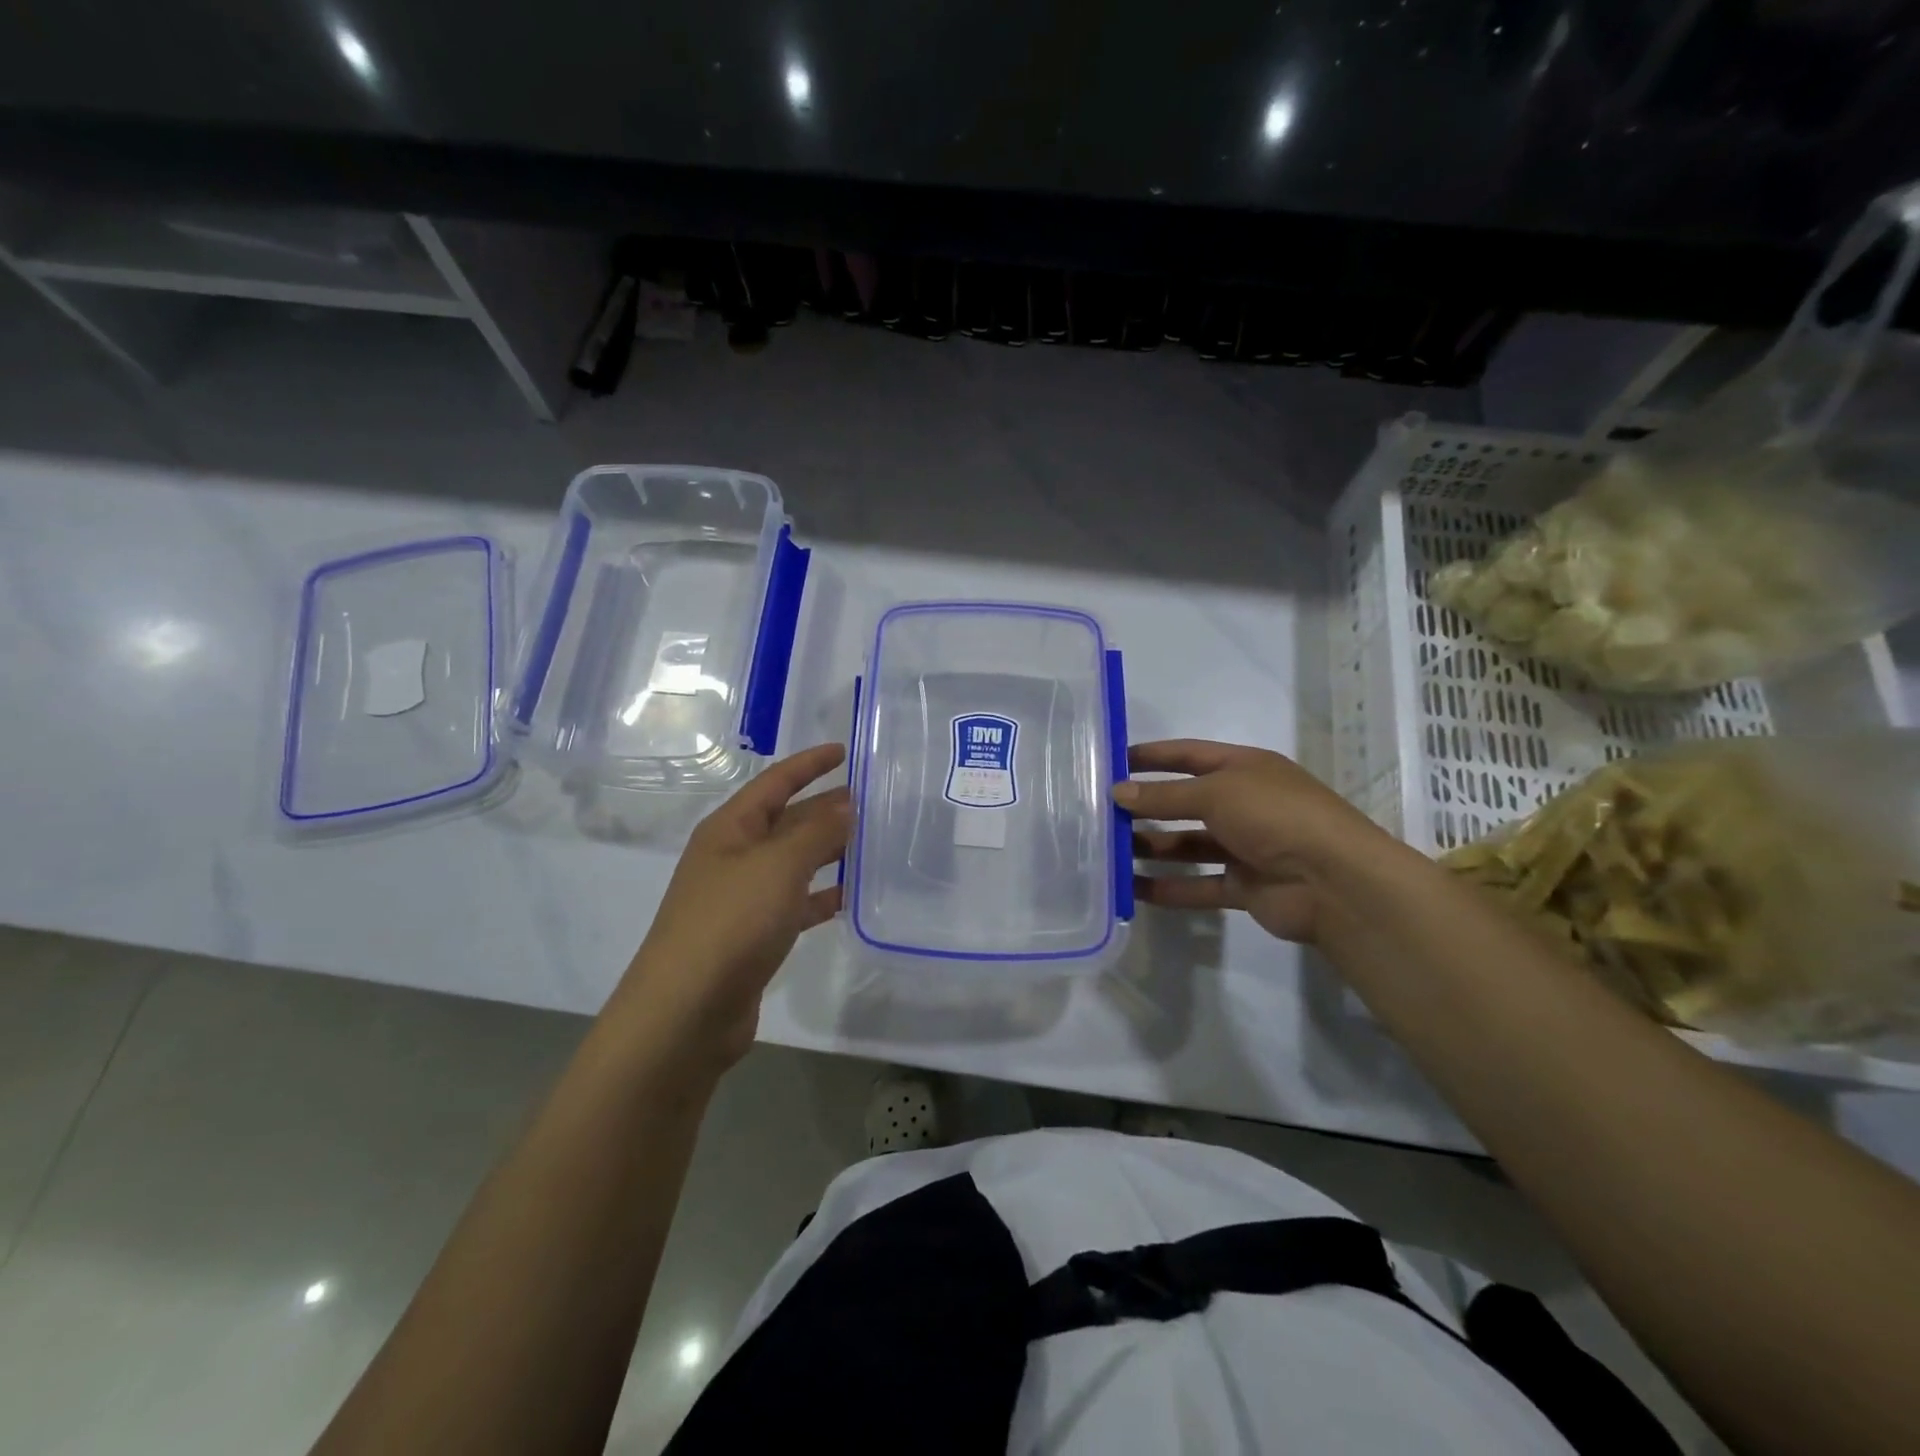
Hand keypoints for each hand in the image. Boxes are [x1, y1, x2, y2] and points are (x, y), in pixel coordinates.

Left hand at [616, 743, 850, 1069]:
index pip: (774, 783)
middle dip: (824, 807)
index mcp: (730, 829)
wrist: (686, 1012)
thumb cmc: (730, 923)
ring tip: (869, 841)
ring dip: (827, 850)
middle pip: (786, 820)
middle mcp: (733, 856)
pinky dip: (821, 896)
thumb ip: (816, 831)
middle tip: (871, 799)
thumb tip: (845, 804)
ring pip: (793, 862)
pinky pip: (795, 903)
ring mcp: (742, 898)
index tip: (843, 751)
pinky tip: (849, 895)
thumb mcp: (778, 866)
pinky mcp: (754, 935)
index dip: (808, 764)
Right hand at [1117, 739, 1397, 944]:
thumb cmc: (1275, 816)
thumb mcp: (1215, 793)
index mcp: (1245, 769)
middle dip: (1147, 807)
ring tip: (1110, 852)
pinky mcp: (1245, 886)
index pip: (1190, 755)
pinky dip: (1170, 888)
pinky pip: (1199, 885)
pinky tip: (1134, 890)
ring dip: (1153, 848)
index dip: (1152, 756)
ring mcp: (1246, 847)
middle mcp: (1245, 804)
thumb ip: (1164, 795)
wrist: (1334, 882)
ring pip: (1189, 845)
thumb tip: (1117, 792)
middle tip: (1102, 814)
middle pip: (1185, 802)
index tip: (1113, 761)